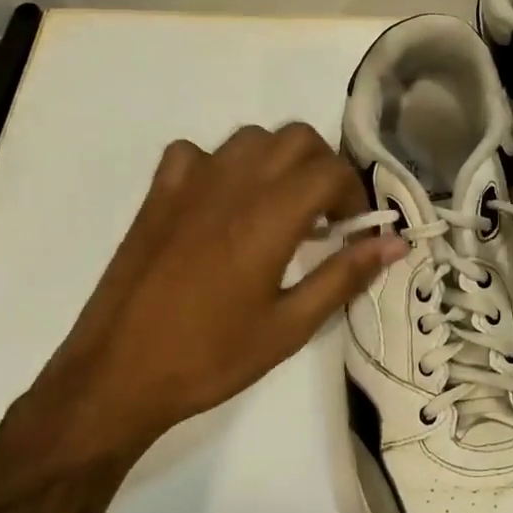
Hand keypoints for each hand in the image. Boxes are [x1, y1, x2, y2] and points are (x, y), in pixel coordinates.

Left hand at [9, 124, 404, 470]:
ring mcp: (189, 184)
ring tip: (280, 208)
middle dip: (323, 167)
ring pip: (251, 138)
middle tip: (326, 216)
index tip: (354, 230)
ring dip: (278, 161)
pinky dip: (221, 165)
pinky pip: (197, 153)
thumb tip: (396, 242)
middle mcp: (232, 184)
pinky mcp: (158, 194)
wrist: (117, 374)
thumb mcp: (290, 326)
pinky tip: (222, 203)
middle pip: (296, 138)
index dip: (354, 194)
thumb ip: (345, 276)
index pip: (330, 170)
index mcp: (269, 217)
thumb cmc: (211, 357)